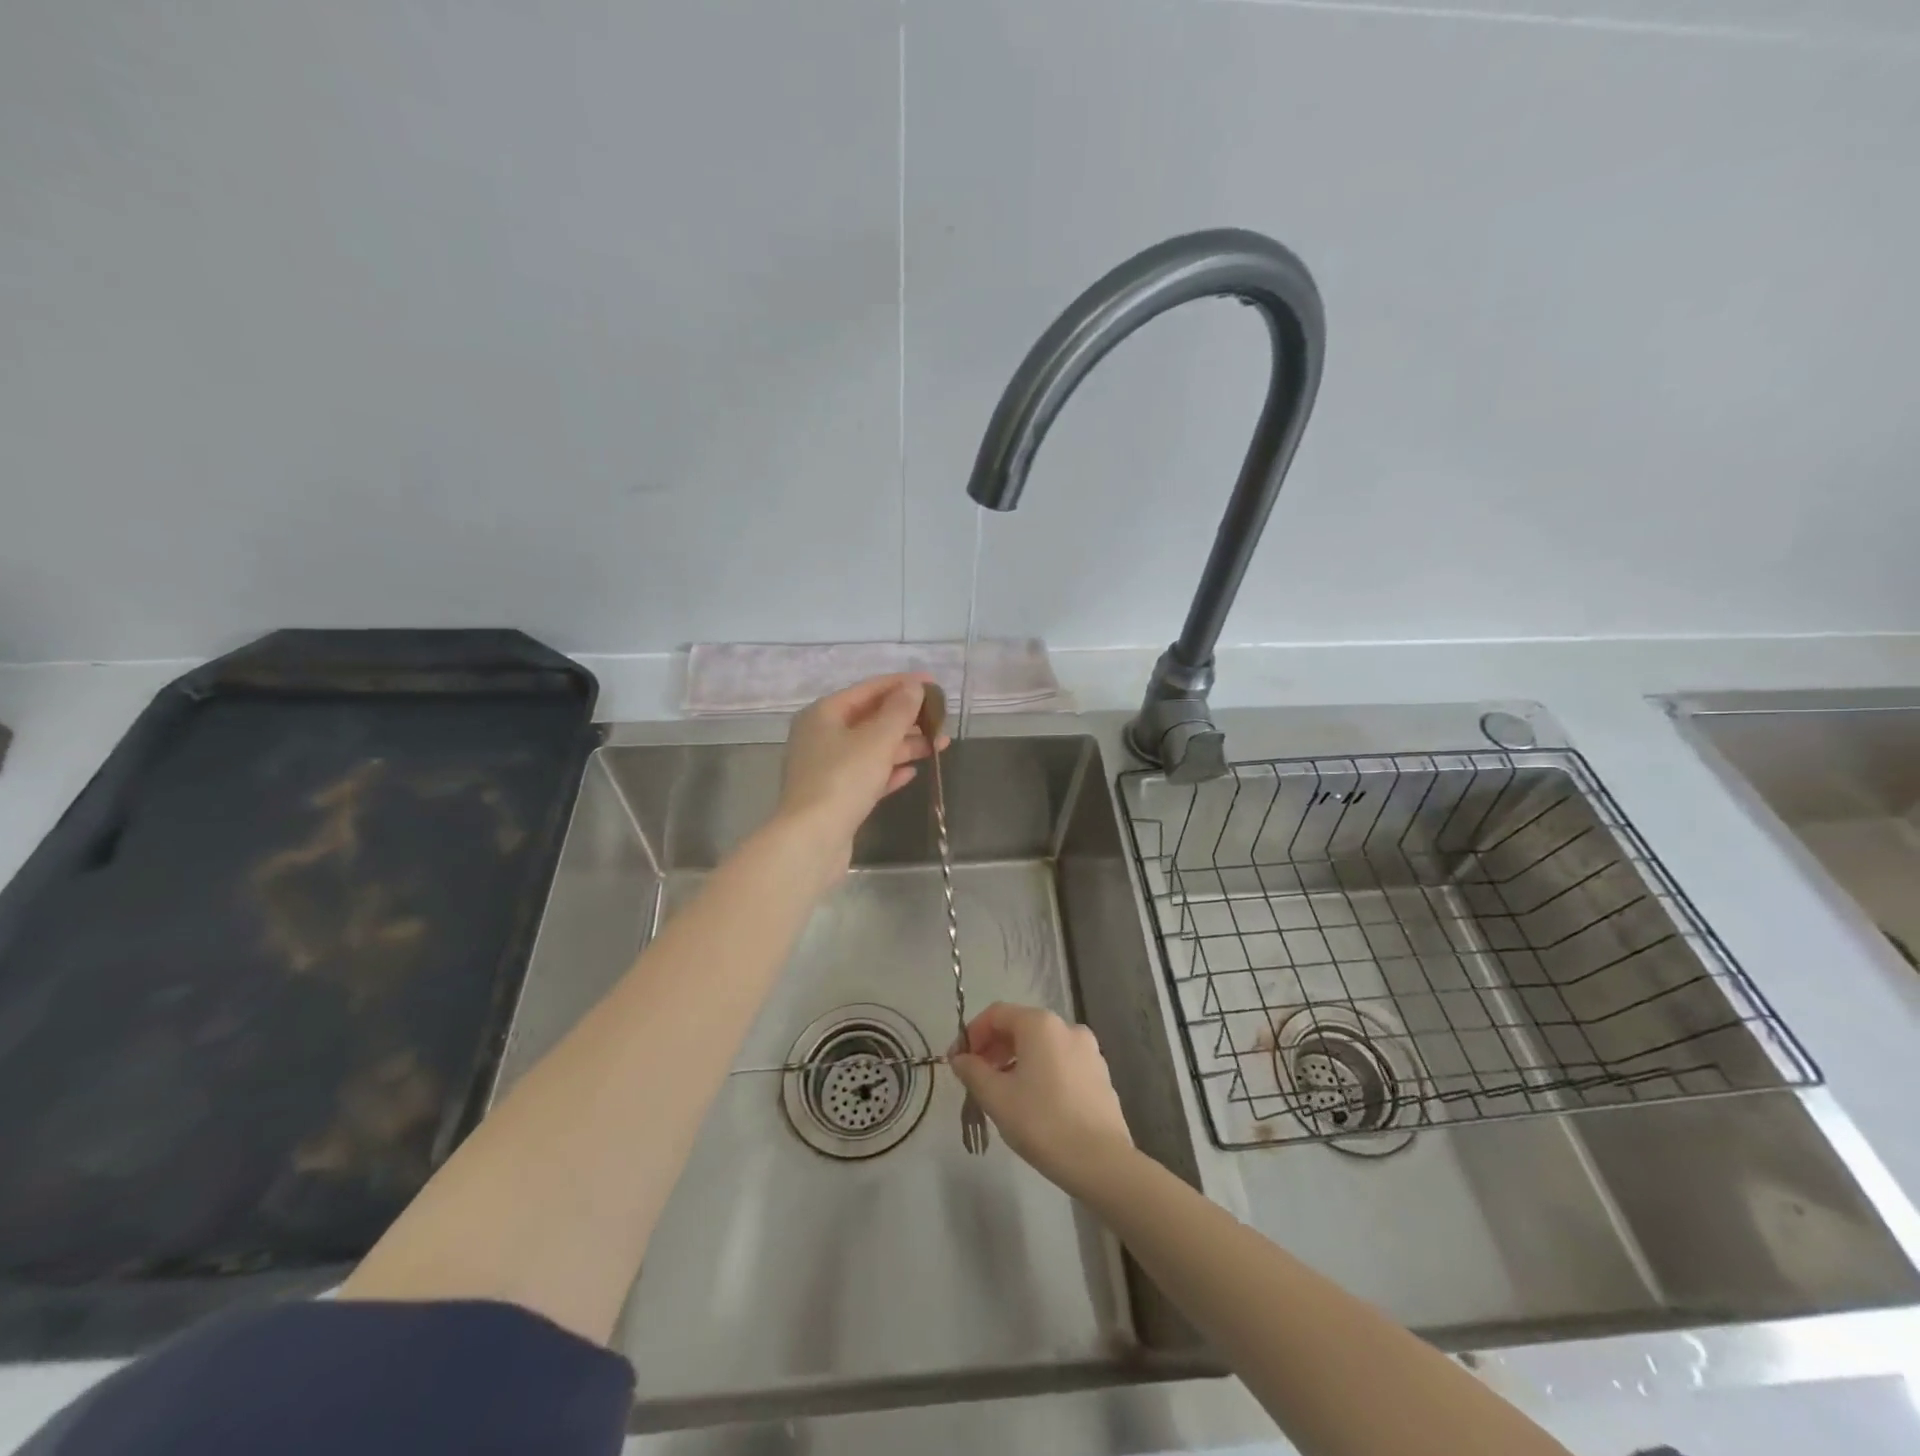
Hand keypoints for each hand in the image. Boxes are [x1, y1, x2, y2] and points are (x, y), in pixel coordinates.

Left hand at [776, 674, 942, 872]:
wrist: (812, 840)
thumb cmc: (843, 780)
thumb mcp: (877, 740)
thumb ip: (899, 711)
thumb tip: (913, 687)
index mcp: (824, 714)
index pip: (868, 689)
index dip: (903, 684)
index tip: (934, 683)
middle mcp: (821, 736)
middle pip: (870, 718)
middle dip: (907, 719)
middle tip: (941, 721)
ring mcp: (825, 768)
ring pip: (871, 748)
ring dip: (904, 745)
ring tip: (938, 746)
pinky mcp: (834, 796)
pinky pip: (866, 775)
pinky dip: (889, 771)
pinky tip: (912, 772)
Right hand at [950, 1003, 1135, 1196]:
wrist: (1101, 1162)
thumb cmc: (1042, 1123)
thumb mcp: (996, 1097)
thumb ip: (973, 1072)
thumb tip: (960, 1059)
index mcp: (1040, 1024)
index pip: (996, 1014)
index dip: (972, 1034)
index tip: (957, 1062)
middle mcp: (1067, 1027)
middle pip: (1020, 1027)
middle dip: (994, 1048)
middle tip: (976, 1078)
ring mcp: (1089, 1050)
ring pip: (1042, 1046)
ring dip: (1016, 1061)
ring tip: (1002, 1093)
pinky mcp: (1100, 1074)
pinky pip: (1061, 1062)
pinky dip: (1041, 1071)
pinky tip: (1034, 1102)